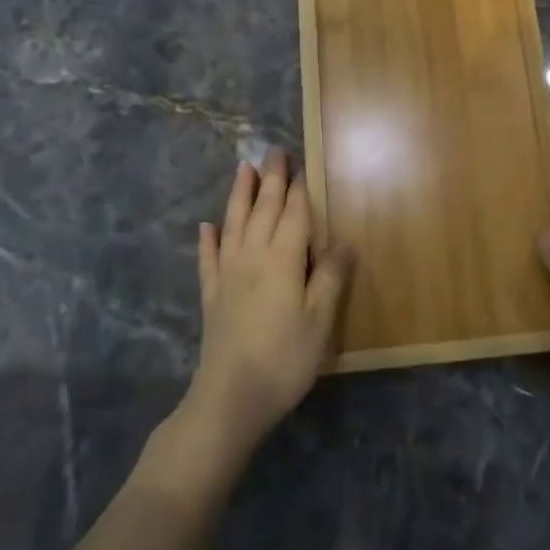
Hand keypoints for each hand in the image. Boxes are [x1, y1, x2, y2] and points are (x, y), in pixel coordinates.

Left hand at [190, 148, 352, 454]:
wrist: (230, 398)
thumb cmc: (285, 359)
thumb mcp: (320, 321)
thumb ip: (330, 278)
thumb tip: (344, 243)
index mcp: (282, 260)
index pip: (293, 215)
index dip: (298, 190)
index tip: (299, 164)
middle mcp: (252, 258)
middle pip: (262, 211)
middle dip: (270, 180)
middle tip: (272, 151)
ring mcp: (227, 276)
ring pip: (233, 224)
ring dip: (238, 195)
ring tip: (241, 169)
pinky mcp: (212, 297)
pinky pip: (208, 259)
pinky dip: (208, 239)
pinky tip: (206, 227)